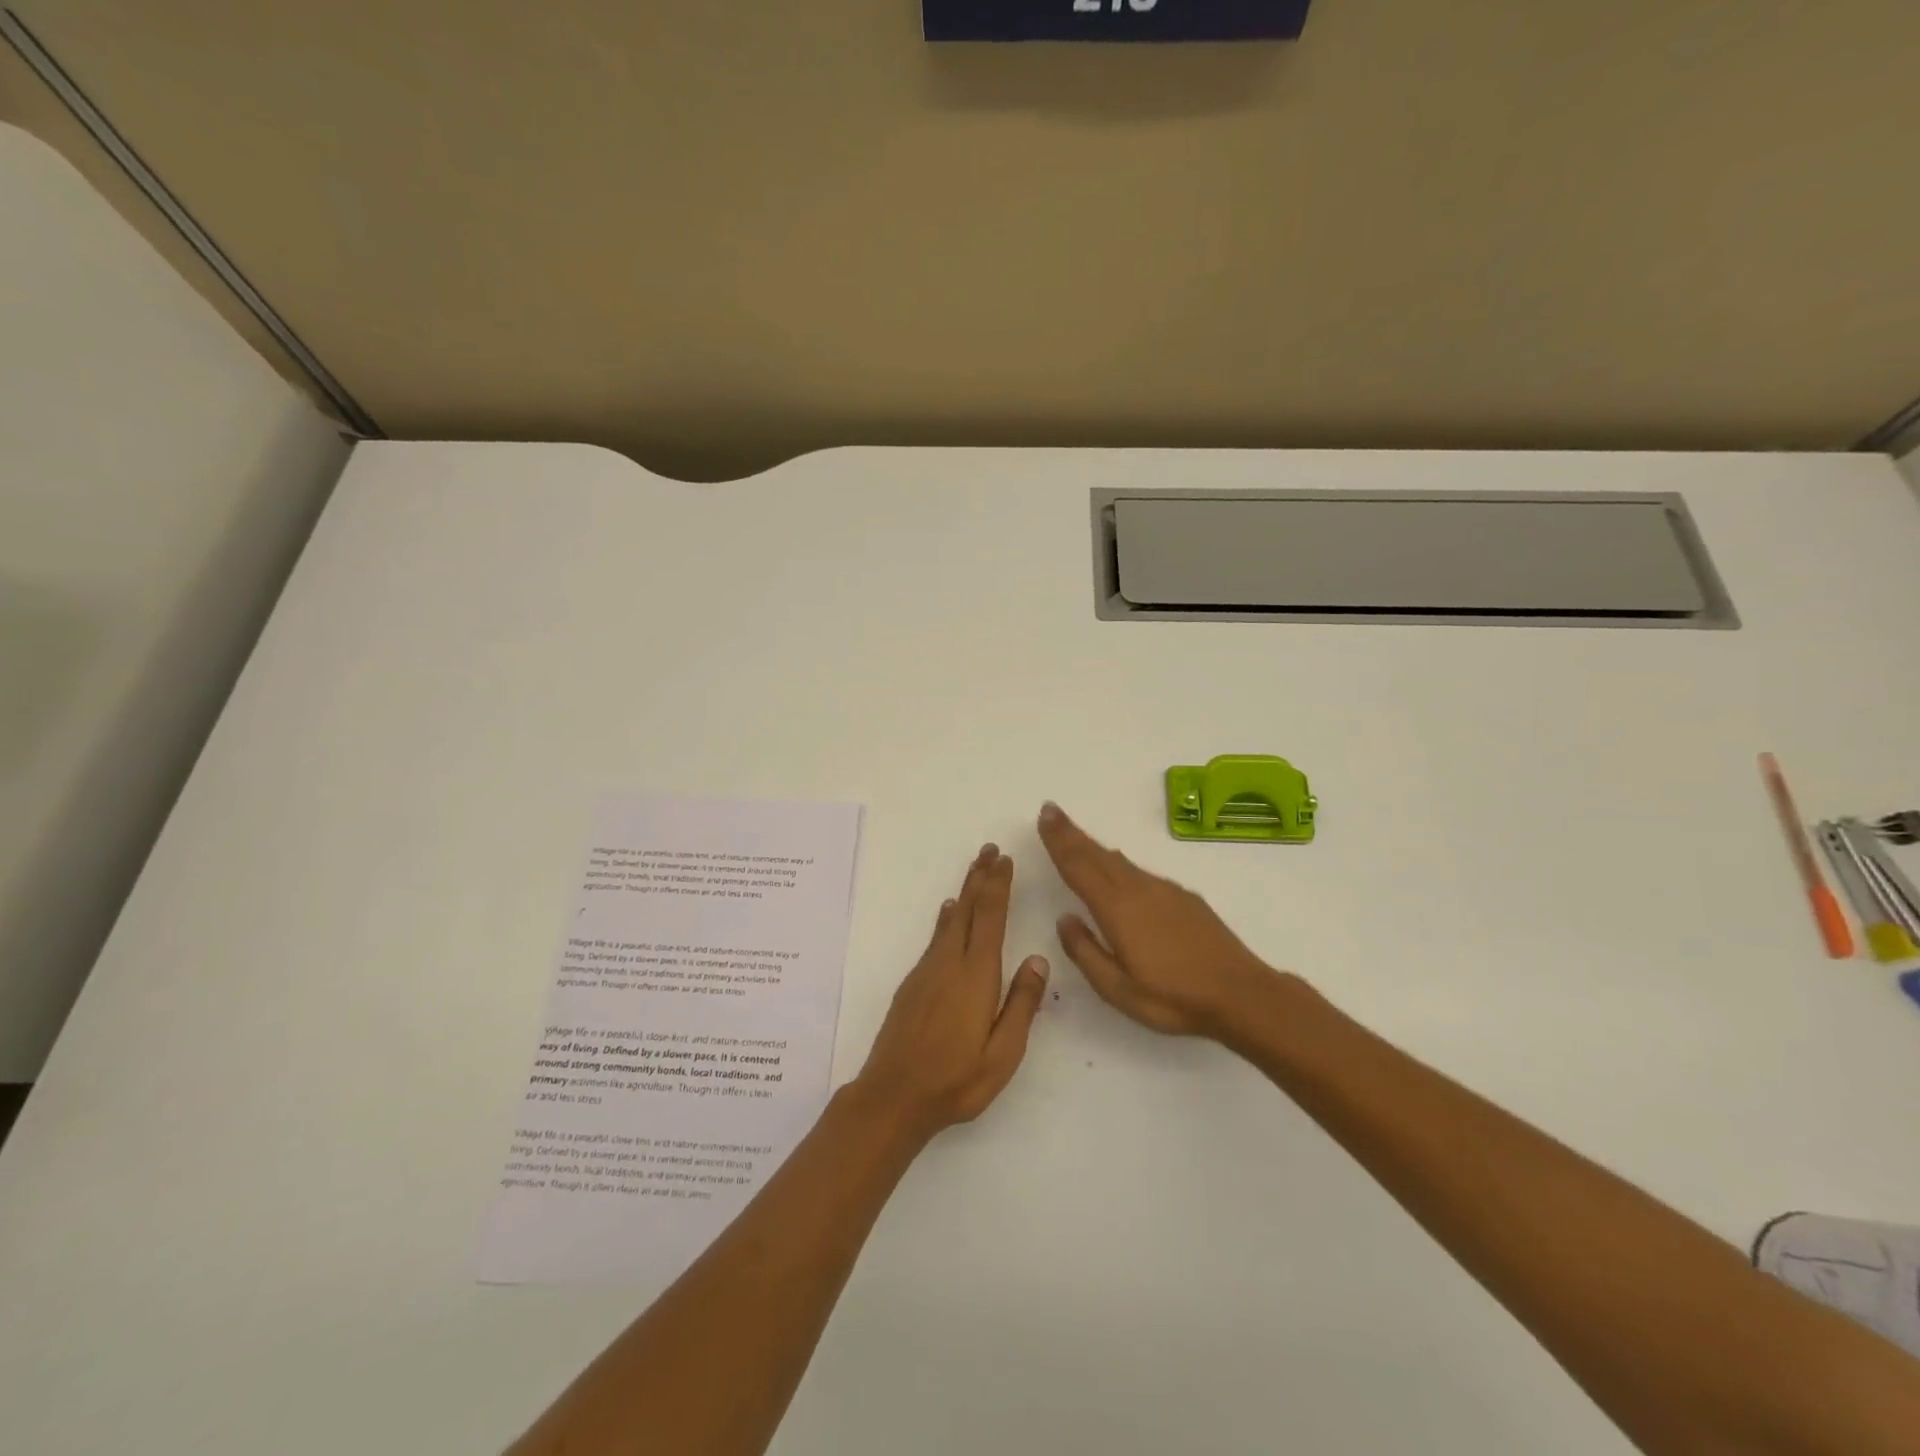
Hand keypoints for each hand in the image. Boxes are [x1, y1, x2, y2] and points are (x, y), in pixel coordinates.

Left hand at [852, 844, 1049, 1142]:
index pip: (990, 919)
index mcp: (976, 976)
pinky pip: (935, 938)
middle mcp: (949, 964)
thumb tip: (1038, 959)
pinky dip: (947, 919)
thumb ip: (1021, 1004)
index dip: (998, 886)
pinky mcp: (913, 984)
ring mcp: (927, 972)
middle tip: (990, 850)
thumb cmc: (955, 1081)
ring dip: (965, 892)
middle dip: (980, 877)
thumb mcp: (1003, 1054)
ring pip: (950, 921)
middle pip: (968, 910)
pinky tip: (948, 914)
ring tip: (975, 871)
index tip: (1006, 860)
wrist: (893, 1096)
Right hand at [1037, 802, 1283, 1039]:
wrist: (1240, 994)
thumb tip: (1065, 919)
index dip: (1059, 841)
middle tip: (1051, 811)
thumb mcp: (1117, 988)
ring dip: (1094, 847)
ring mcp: (1164, 891)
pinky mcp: (1184, 898)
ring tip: (1077, 837)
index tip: (1045, 816)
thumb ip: (1085, 951)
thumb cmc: (1173, 998)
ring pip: (1120, 862)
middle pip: (1097, 855)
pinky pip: (1141, 872)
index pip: (1079, 867)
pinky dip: (1119, 864)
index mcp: (1116, 908)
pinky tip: (1119, 869)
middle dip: (1072, 833)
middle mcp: (1138, 889)